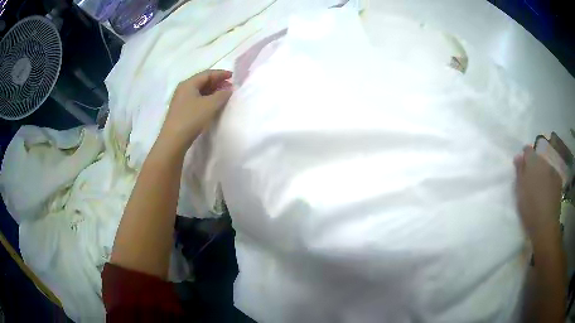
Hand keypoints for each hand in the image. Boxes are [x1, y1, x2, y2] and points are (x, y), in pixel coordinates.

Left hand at [159, 70, 232, 151]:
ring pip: (199, 90)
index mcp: (189, 83)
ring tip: (223, 95)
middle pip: (202, 81)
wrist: (174, 139)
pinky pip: (196, 99)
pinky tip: (212, 104)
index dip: (220, 74)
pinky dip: (206, 98)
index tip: (232, 76)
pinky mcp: (181, 110)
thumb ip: (221, 95)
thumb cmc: (192, 118)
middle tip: (229, 85)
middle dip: (217, 82)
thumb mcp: (210, 105)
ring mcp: (181, 100)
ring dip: (212, 91)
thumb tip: (228, 90)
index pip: (207, 74)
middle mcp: (183, 89)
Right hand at [514, 146, 561, 242]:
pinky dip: (549, 180)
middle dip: (534, 166)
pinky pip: (552, 175)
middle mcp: (544, 162)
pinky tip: (547, 192)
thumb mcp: (520, 191)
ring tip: (539, 187)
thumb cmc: (530, 209)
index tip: (522, 166)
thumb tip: (518, 156)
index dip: (524, 157)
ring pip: (546, 167)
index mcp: (533, 162)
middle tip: (530, 180)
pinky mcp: (559, 181)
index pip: (527, 150)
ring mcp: (553, 171)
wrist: (546, 225)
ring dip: (542, 173)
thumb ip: (519, 172)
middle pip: (538, 158)